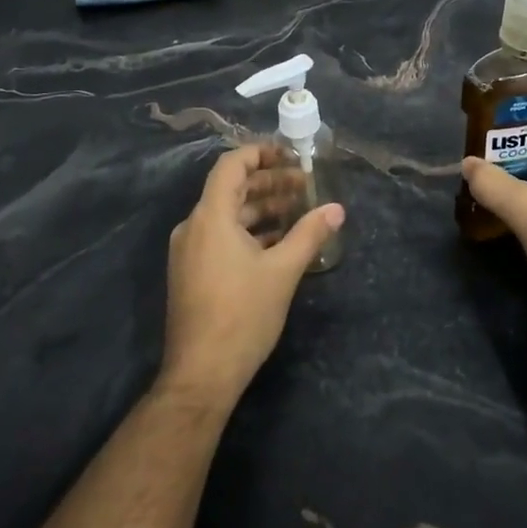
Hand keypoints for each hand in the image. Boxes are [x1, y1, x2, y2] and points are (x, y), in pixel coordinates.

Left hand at [161, 143, 344, 404]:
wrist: (201, 374)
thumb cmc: (242, 315)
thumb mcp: (283, 271)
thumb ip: (309, 234)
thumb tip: (337, 209)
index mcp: (211, 217)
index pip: (231, 166)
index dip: (260, 153)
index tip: (291, 154)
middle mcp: (194, 227)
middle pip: (230, 188)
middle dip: (268, 182)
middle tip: (304, 184)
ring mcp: (189, 251)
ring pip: (227, 215)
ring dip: (261, 208)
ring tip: (297, 210)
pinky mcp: (192, 272)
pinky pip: (221, 236)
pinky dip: (249, 231)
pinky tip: (278, 241)